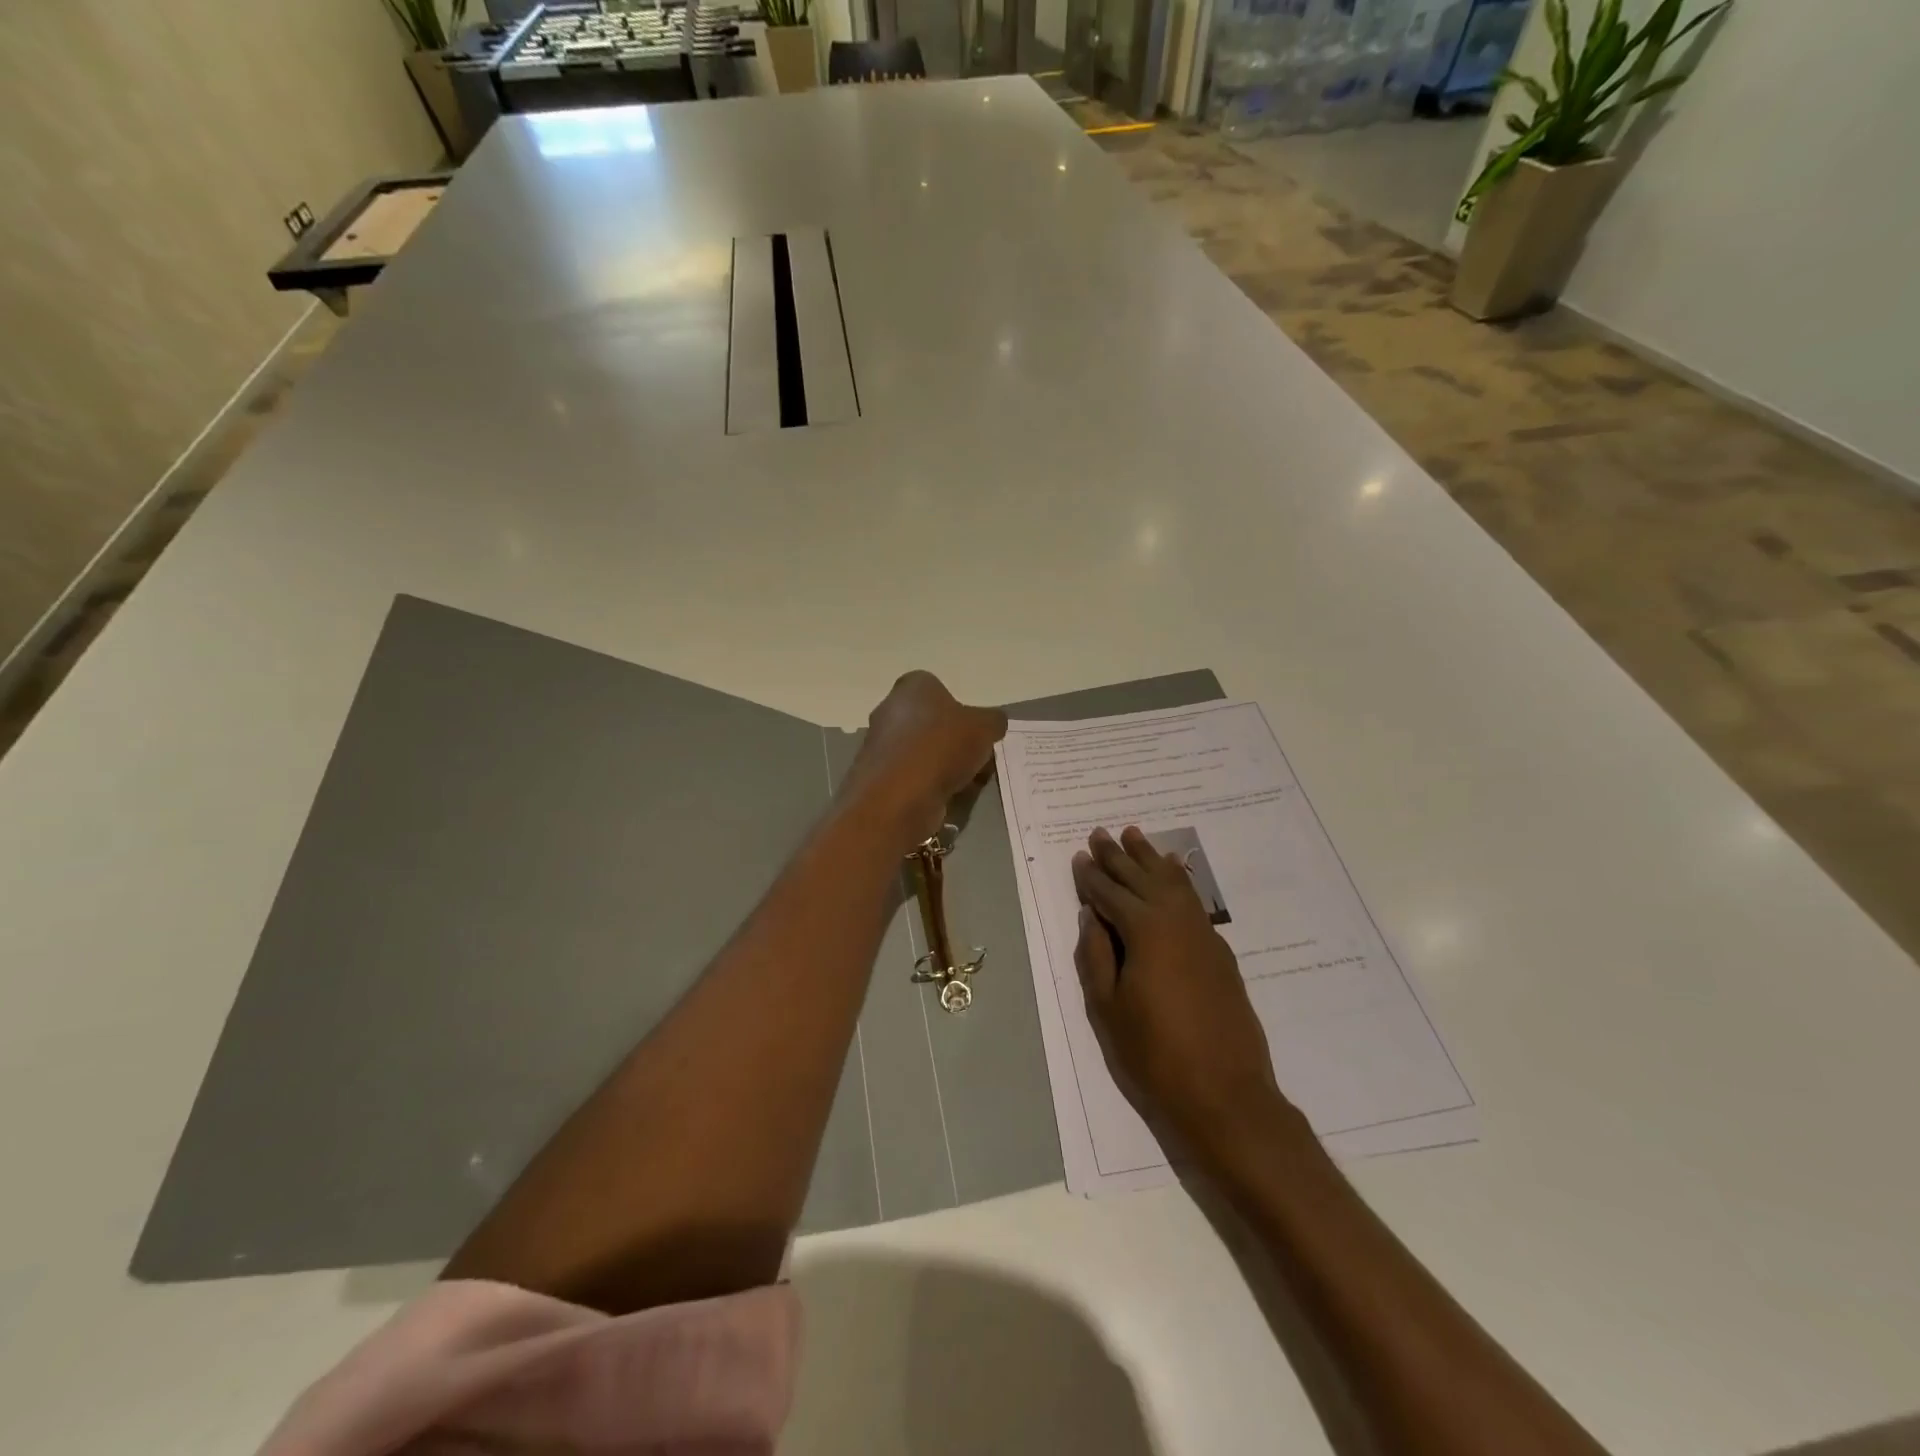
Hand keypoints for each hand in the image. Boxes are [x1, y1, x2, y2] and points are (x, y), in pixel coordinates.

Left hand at [840, 672, 1007, 849]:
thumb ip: (993, 721)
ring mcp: (880, 744)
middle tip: (976, 760)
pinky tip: (945, 798)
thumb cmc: (943, 747)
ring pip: (922, 752)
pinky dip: (929, 786)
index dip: (962, 712)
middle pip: (931, 723)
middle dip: (954, 742)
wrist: (899, 795)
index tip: (976, 733)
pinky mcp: (878, 777)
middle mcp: (890, 709)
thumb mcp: (985, 727)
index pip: (940, 690)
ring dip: (943, 766)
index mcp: (912, 686)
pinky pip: (912, 777)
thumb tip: (994, 723)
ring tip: (966, 783)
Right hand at [1072, 826, 1290, 1157]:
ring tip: (1134, 835)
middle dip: (1118, 856)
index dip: (1091, 876)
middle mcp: (1176, 921)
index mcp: (1144, 931)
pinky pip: (1193, 899)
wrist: (1225, 1094)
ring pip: (1172, 882)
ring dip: (1150, 858)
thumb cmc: (1154, 1055)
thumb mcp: (1108, 1008)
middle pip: (1142, 878)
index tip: (1079, 856)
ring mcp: (1202, 934)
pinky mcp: (1219, 951)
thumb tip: (1091, 915)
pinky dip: (1178, 879)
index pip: (1110, 893)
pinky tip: (1174, 870)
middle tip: (1100, 833)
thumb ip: (1096, 955)